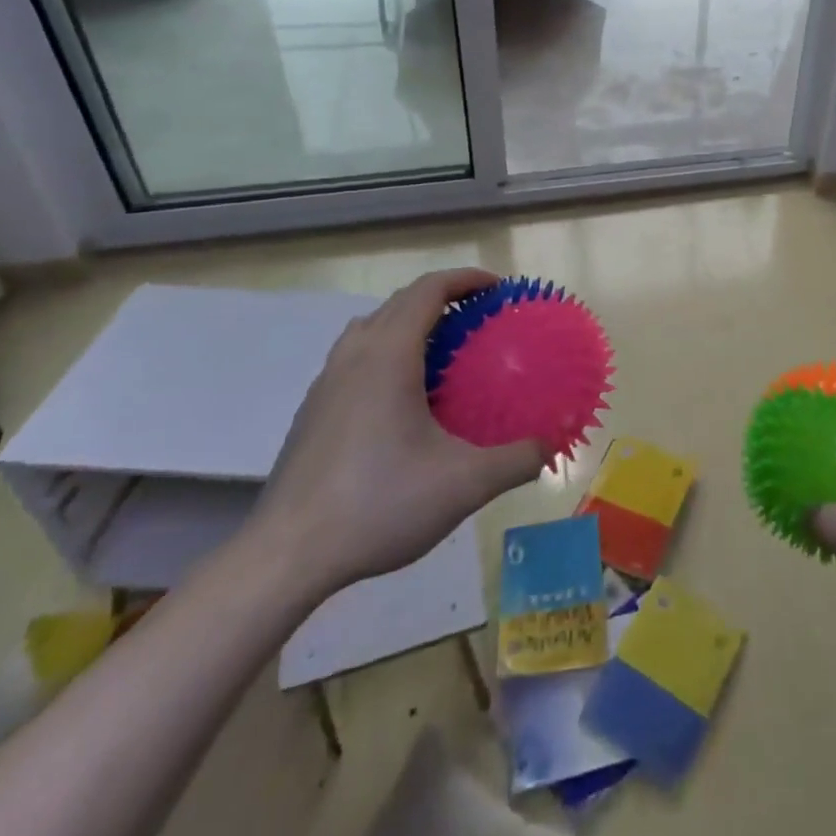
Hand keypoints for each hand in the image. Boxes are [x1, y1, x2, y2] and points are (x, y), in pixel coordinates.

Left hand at [246, 268, 543, 603]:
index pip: (429, 289)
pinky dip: (387, 354)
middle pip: (401, 302)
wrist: (286, 556)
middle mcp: (354, 355)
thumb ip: (515, 461)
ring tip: (444, 353)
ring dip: (411, 324)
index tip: (500, 289)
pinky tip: (403, 401)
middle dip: (444, 298)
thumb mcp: (463, 484)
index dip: (467, 279)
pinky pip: (356, 358)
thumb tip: (549, 447)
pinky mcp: (313, 410)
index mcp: (388, 355)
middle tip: (481, 320)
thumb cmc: (378, 504)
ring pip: (372, 328)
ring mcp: (327, 382)